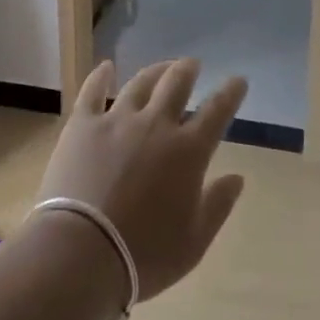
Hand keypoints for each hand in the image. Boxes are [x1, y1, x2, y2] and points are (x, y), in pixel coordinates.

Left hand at [34, 60, 247, 306]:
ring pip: (140, 83)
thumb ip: (217, 205)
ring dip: (155, 71)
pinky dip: (101, 76)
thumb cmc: (144, 255)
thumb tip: (237, 178)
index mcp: (188, 151)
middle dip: (188, 70)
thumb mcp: (193, 242)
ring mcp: (117, 121)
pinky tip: (106, 67)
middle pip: (176, 84)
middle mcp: (156, 125)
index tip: (238, 80)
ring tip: (161, 66)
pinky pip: (93, 92)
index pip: (216, 111)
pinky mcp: (82, 125)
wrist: (81, 252)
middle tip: (193, 64)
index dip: (230, 93)